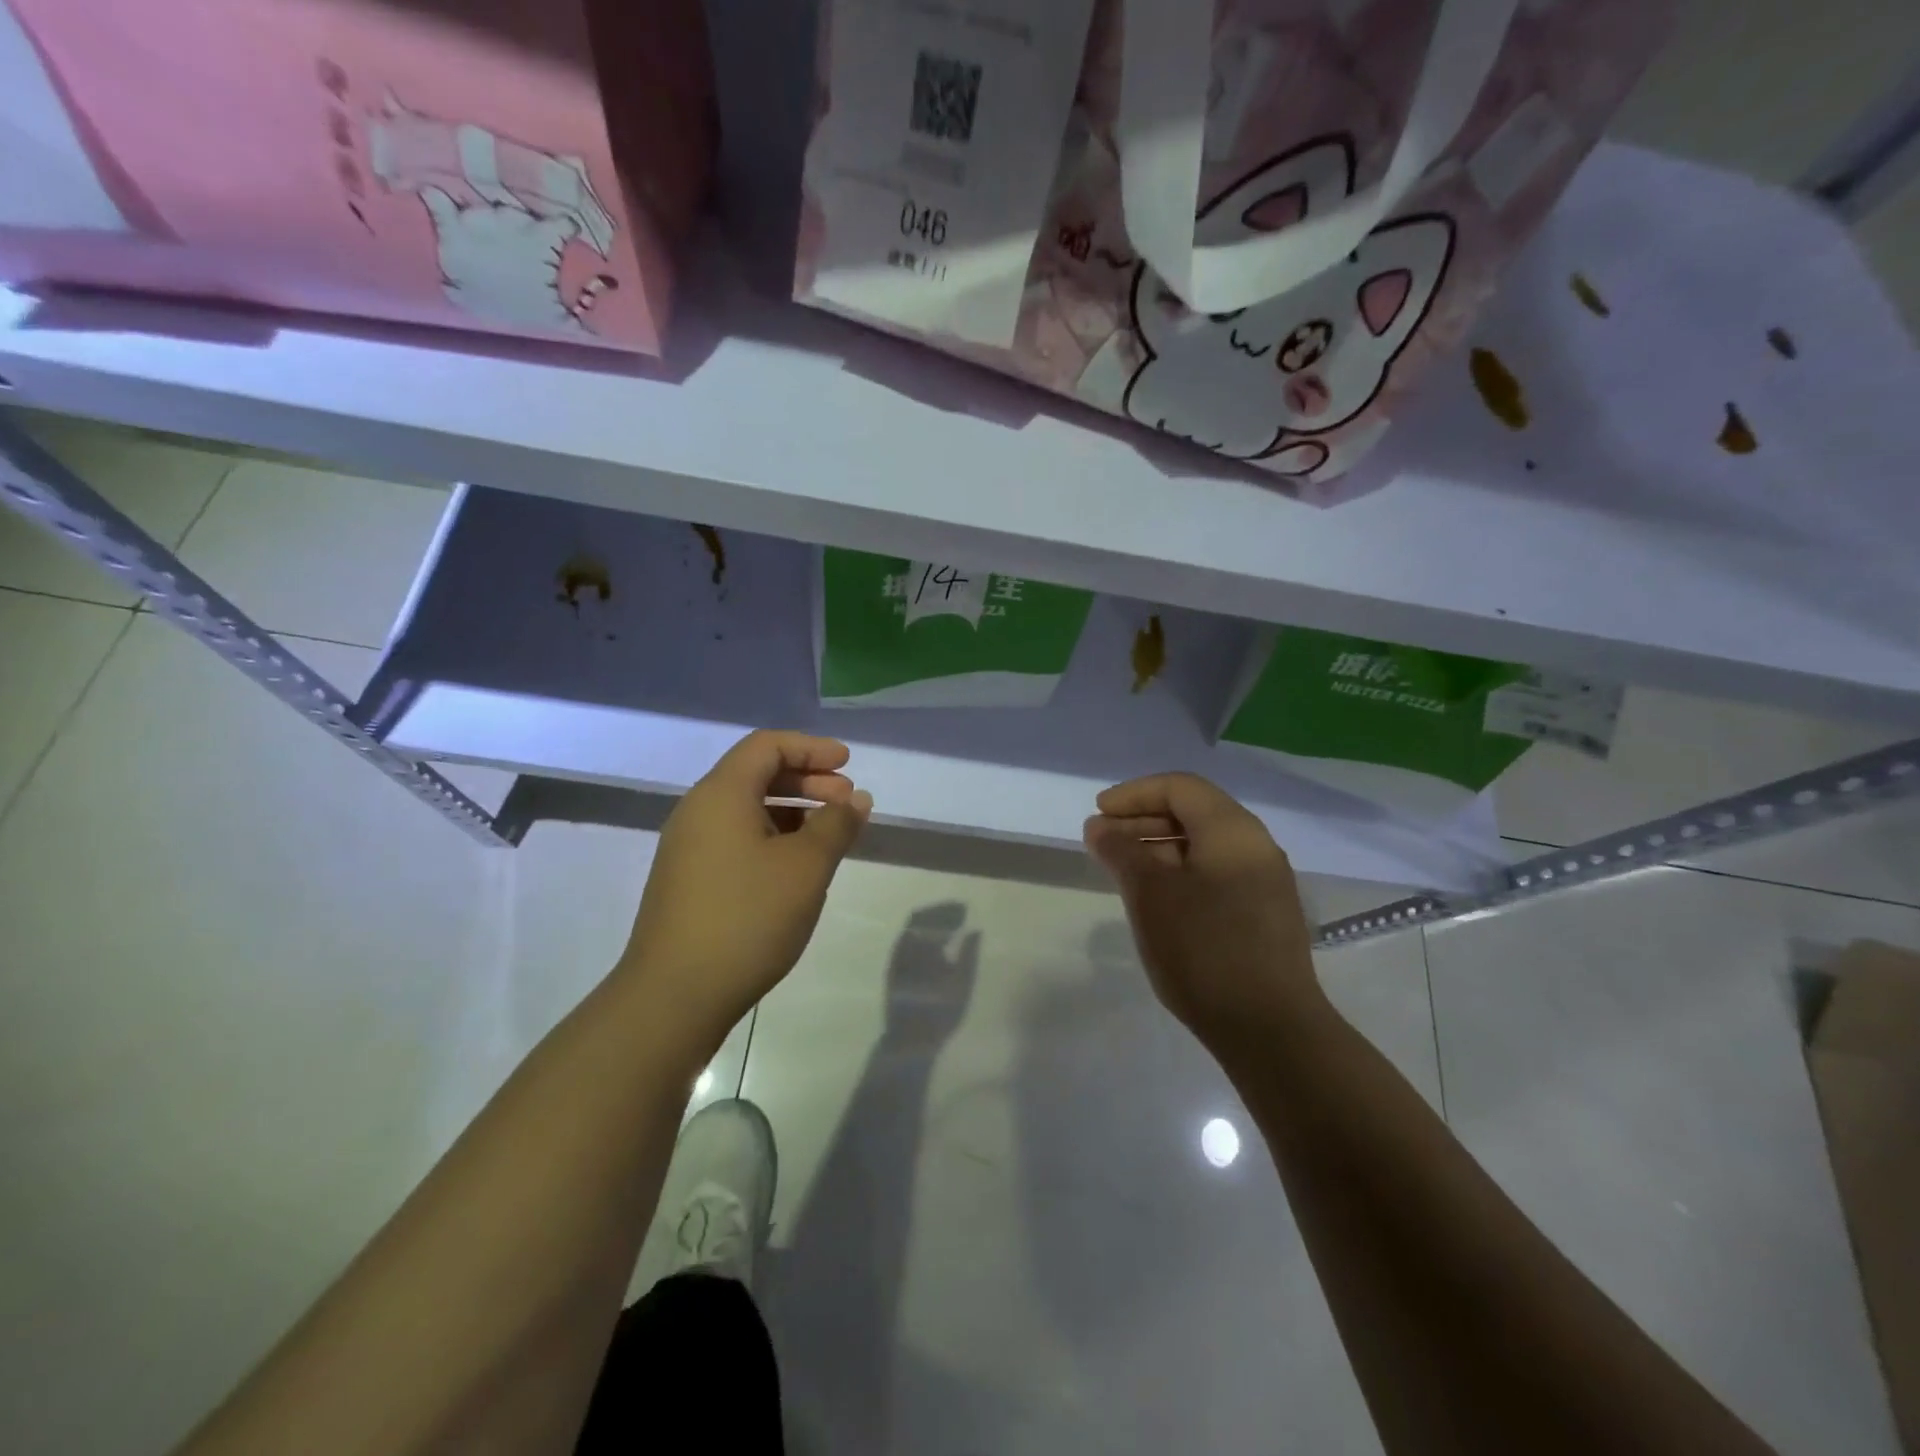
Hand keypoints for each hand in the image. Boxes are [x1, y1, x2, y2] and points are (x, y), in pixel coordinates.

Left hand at [620, 731, 871, 1054]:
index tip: (848, 764)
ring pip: (747, 810)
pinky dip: (773, 837)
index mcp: (721, 795)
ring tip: (830, 836)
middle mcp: (698, 812)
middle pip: (756, 774)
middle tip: (846, 801)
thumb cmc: (747, 918)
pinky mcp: (689, 881)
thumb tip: (855, 799)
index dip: (811, 748)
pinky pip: (737, 838)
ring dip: (793, 811)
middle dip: (807, 779)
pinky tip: (797, 868)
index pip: (767, 745)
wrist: (674, 995)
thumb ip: (836, 825)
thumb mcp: (805, 867)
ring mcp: (689, 849)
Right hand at [1083, 773, 1321, 1043]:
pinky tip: (1155, 900)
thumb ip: (1121, 851)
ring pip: (1203, 847)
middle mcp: (1255, 847)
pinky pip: (1215, 874)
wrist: (1269, 1029)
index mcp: (1233, 830)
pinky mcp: (1263, 915)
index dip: (1133, 794)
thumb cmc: (1203, 949)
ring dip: (1158, 849)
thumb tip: (1100, 827)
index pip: (1179, 787)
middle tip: (1102, 843)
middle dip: (1142, 821)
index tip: (1098, 815)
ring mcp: (1264, 883)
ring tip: (1121, 871)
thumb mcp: (1150, 894)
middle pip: (1193, 813)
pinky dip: (1179, 874)